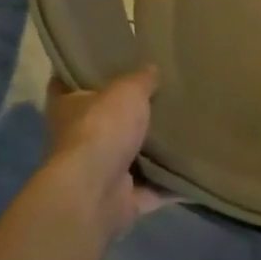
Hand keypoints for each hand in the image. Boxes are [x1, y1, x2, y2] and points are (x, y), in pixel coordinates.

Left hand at [42, 69, 169, 238]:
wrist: (96, 192)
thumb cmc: (102, 128)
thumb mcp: (128, 89)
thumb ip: (142, 79)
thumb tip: (152, 70)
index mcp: (67, 107)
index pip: (65, 82)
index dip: (80, 71)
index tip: (101, 59)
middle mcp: (76, 140)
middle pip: (102, 120)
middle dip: (125, 112)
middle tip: (158, 91)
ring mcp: (98, 173)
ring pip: (128, 156)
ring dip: (150, 150)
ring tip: (183, 127)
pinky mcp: (120, 199)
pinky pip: (153, 188)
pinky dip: (171, 183)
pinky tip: (195, 167)